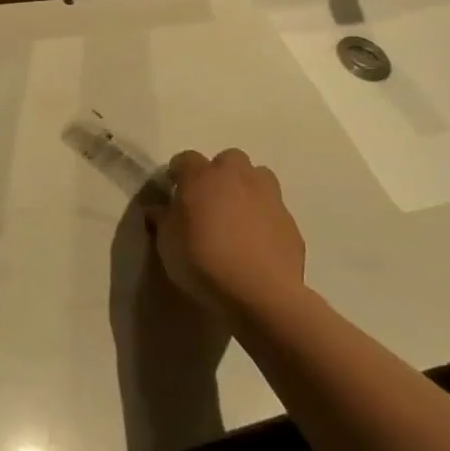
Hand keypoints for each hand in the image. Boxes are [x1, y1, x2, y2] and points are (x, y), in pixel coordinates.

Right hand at [150, 149, 305, 309]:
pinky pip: (273, 209)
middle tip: (209, 199)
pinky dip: (264, 218)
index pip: (186, 158)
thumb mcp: (166, 242)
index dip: (178, 173)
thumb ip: (163, 219)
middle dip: (219, 173)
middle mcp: (237, 178)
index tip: (173, 190)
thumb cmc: (201, 260)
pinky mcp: (290, 222)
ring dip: (246, 188)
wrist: (258, 292)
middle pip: (229, 159)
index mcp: (201, 177)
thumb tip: (159, 209)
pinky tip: (256, 242)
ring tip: (236, 214)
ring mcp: (268, 197)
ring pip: (259, 177)